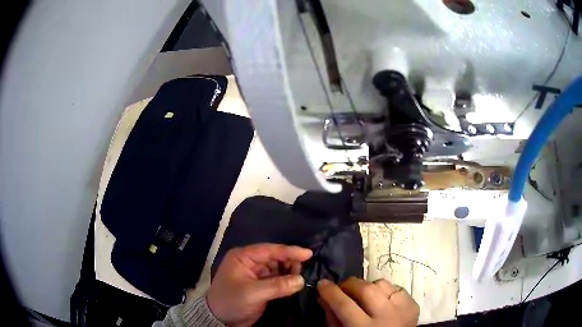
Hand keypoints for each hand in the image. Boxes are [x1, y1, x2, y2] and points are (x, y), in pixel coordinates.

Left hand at [206, 243, 312, 326]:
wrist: (221, 320)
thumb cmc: (231, 302)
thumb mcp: (252, 293)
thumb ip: (277, 286)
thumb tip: (301, 280)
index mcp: (243, 257)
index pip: (269, 250)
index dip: (289, 251)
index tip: (308, 254)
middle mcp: (250, 262)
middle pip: (275, 258)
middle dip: (290, 262)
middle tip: (305, 270)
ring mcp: (256, 274)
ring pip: (278, 268)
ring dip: (290, 272)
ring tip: (301, 278)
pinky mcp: (261, 285)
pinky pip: (277, 279)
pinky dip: (287, 281)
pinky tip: (296, 283)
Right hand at [317, 277, 418, 326]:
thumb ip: (333, 318)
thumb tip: (323, 297)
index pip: (344, 304)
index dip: (330, 292)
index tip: (322, 283)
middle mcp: (387, 316)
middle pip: (365, 289)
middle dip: (348, 284)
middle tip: (340, 288)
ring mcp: (403, 308)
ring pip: (381, 284)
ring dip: (367, 287)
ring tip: (361, 295)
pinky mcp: (413, 304)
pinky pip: (396, 288)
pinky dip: (384, 291)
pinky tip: (380, 300)